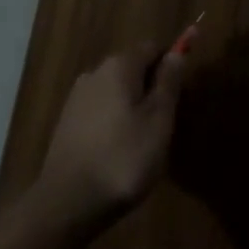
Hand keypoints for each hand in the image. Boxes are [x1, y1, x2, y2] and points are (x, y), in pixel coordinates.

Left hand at [33, 44, 183, 231]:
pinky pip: (100, 109)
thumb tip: (178, 50)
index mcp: (119, 65)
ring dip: (132, 106)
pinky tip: (118, 151)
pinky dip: (114, 121)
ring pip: (116, 90)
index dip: (170, 63)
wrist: (68, 201)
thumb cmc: (123, 158)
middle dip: (151, 87)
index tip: (181, 93)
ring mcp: (77, 96)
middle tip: (165, 124)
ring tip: (143, 143)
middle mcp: (95, 71)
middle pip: (133, 68)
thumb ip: (169, 82)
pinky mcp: (67, 121)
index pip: (152, 47)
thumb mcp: (158, 121)